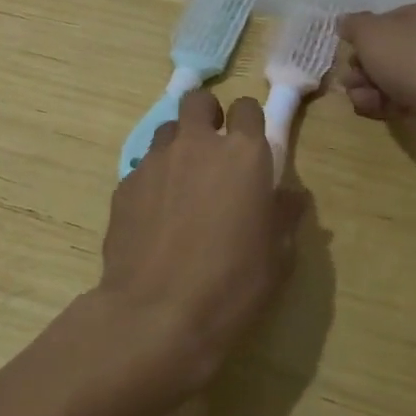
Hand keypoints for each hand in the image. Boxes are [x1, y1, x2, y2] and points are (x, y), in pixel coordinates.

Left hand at [96, 89, 301, 400]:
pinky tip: (156, 216)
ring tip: (182, 184)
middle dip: (207, 116)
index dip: (248, 121)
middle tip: (213, 151)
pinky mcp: (124, 183)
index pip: (247, 108)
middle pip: (198, 101)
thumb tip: (291, 196)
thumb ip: (284, 215)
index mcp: (242, 155)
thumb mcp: (277, 256)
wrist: (157, 314)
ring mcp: (155, 160)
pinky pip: (143, 167)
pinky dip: (153, 180)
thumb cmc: (231, 285)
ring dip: (178, 146)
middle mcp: (196, 144)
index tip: (251, 143)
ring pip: (166, 130)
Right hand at [337, 0, 415, 149]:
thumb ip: (353, 25)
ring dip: (368, 86)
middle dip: (363, 66)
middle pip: (390, 51)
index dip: (367, 34)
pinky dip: (384, 103)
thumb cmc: (413, 57)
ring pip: (393, 77)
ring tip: (360, 96)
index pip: (392, 18)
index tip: (352, 48)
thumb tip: (346, 23)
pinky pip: (405, 99)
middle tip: (352, 77)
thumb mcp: (370, 32)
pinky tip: (371, 108)